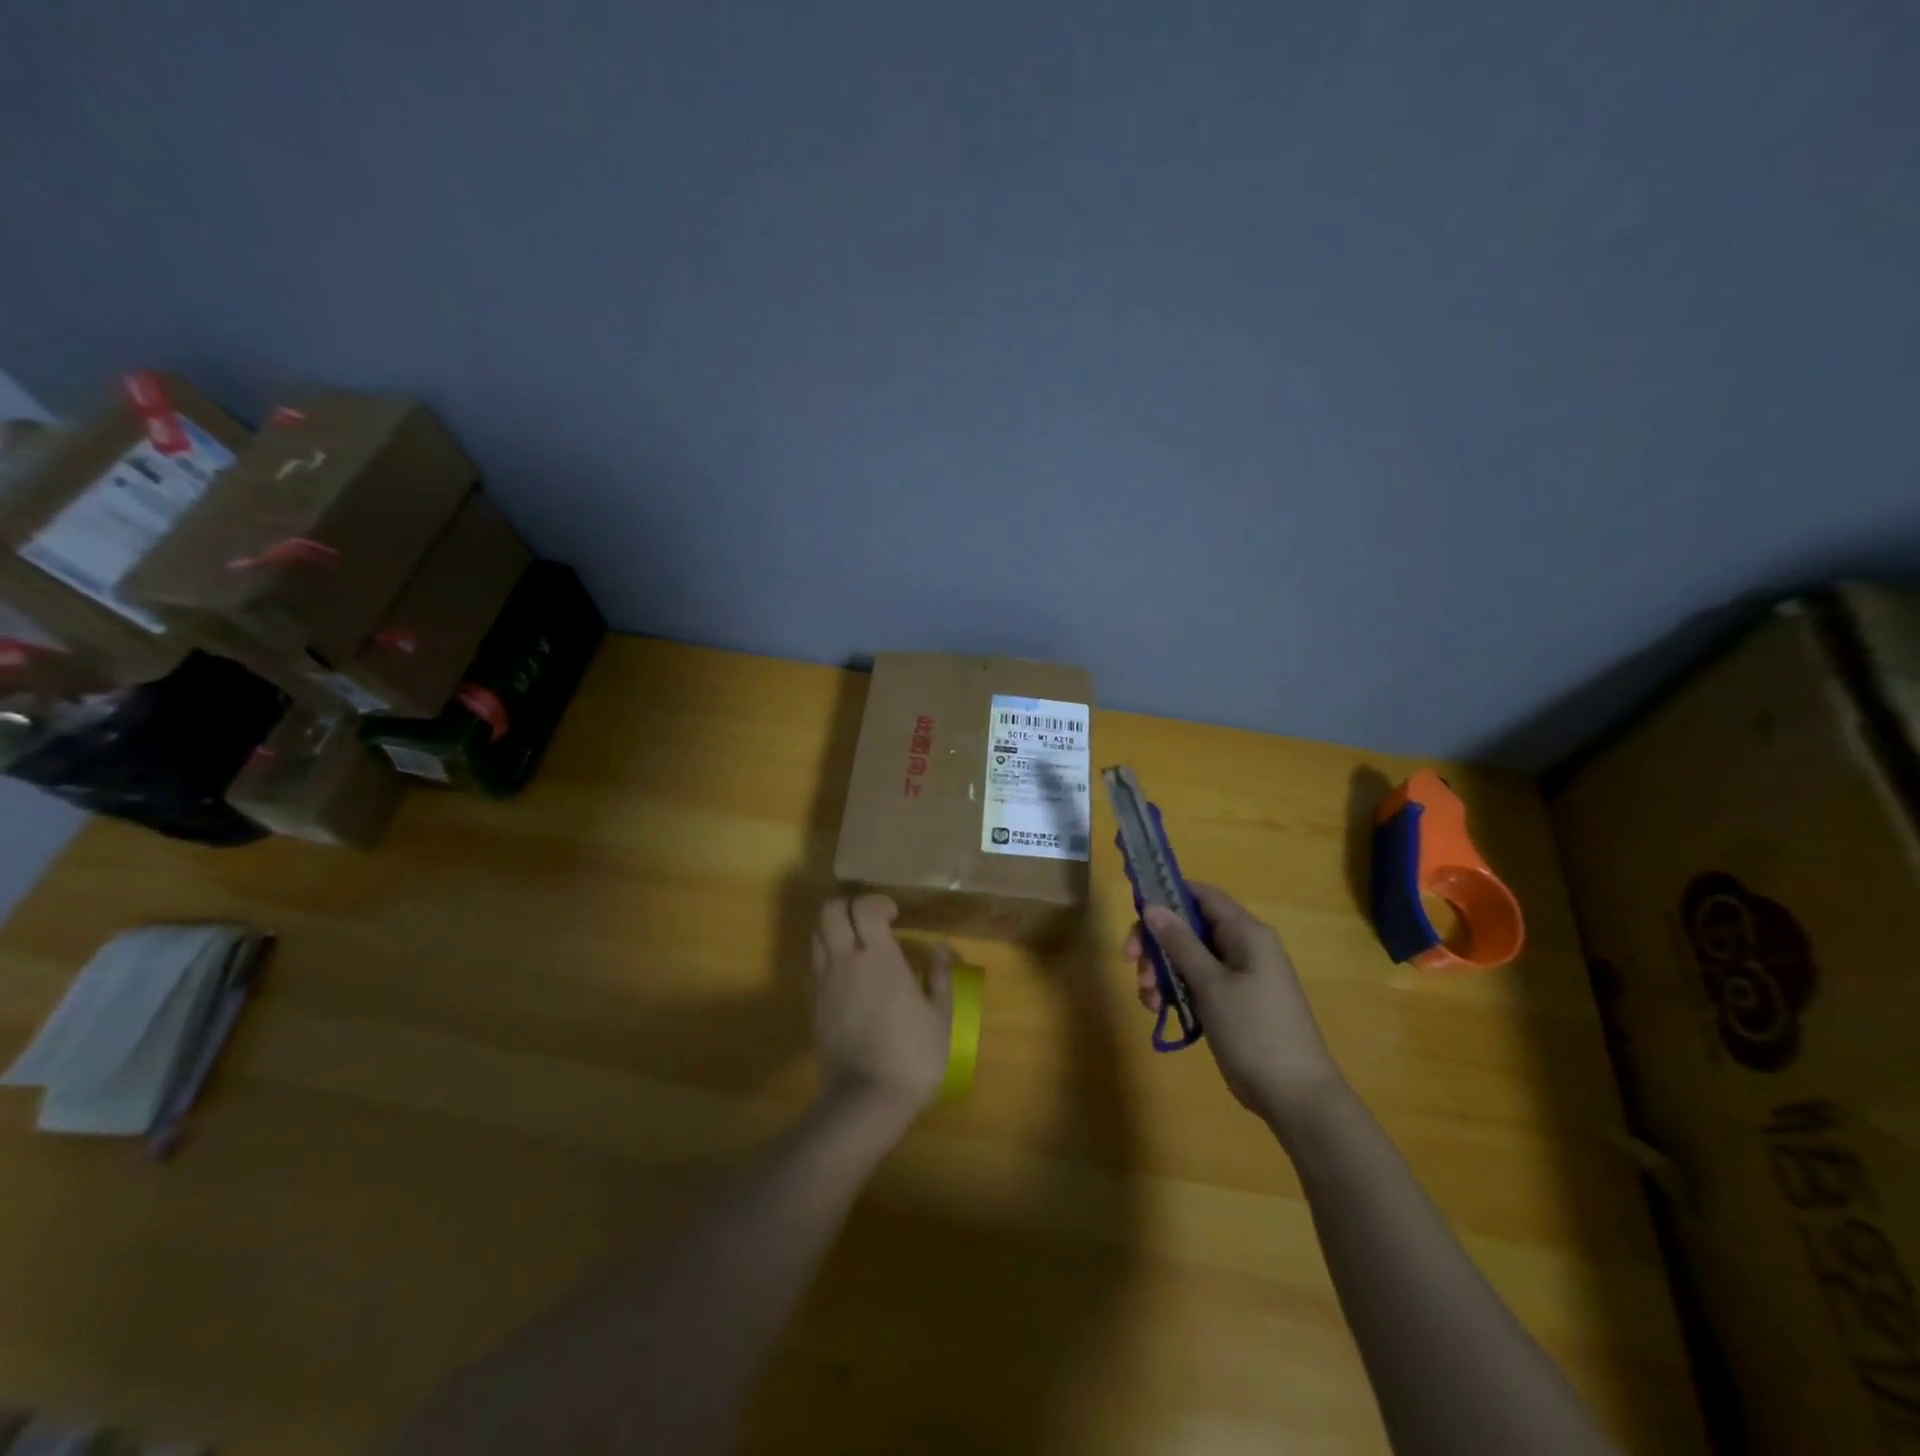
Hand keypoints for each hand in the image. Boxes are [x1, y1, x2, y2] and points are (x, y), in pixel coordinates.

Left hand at [811, 895, 953, 1127]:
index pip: (863, 907)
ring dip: (834, 928)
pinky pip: (815, 965)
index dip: (876, 901)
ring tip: (857, 944)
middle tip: (869, 921)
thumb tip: (939, 946)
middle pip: (828, 910)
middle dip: (847, 905)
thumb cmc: (912, 1055)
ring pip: (815, 934)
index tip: (894, 916)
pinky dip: (828, 957)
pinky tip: (850, 976)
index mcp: (878, 958)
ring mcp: (824, 983)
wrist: (865, 1101)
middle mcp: (844, 962)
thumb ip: (940, 975)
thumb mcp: (941, 1016)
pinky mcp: (814, 1005)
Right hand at [1125, 883, 1344, 1131]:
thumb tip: (1152, 905)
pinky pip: (1197, 983)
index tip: (1135, 912)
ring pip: (1188, 958)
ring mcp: (1239, 977)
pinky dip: (1176, 992)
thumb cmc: (1255, 1030)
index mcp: (1246, 933)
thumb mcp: (1211, 984)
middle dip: (1157, 943)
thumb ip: (1180, 942)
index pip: (1202, 895)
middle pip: (1189, 928)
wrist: (1295, 1096)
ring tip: (1150, 1000)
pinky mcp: (1233, 1003)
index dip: (1167, 894)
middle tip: (1131, 963)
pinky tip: (1160, 1011)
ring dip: (1161, 972)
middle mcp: (1243, 948)